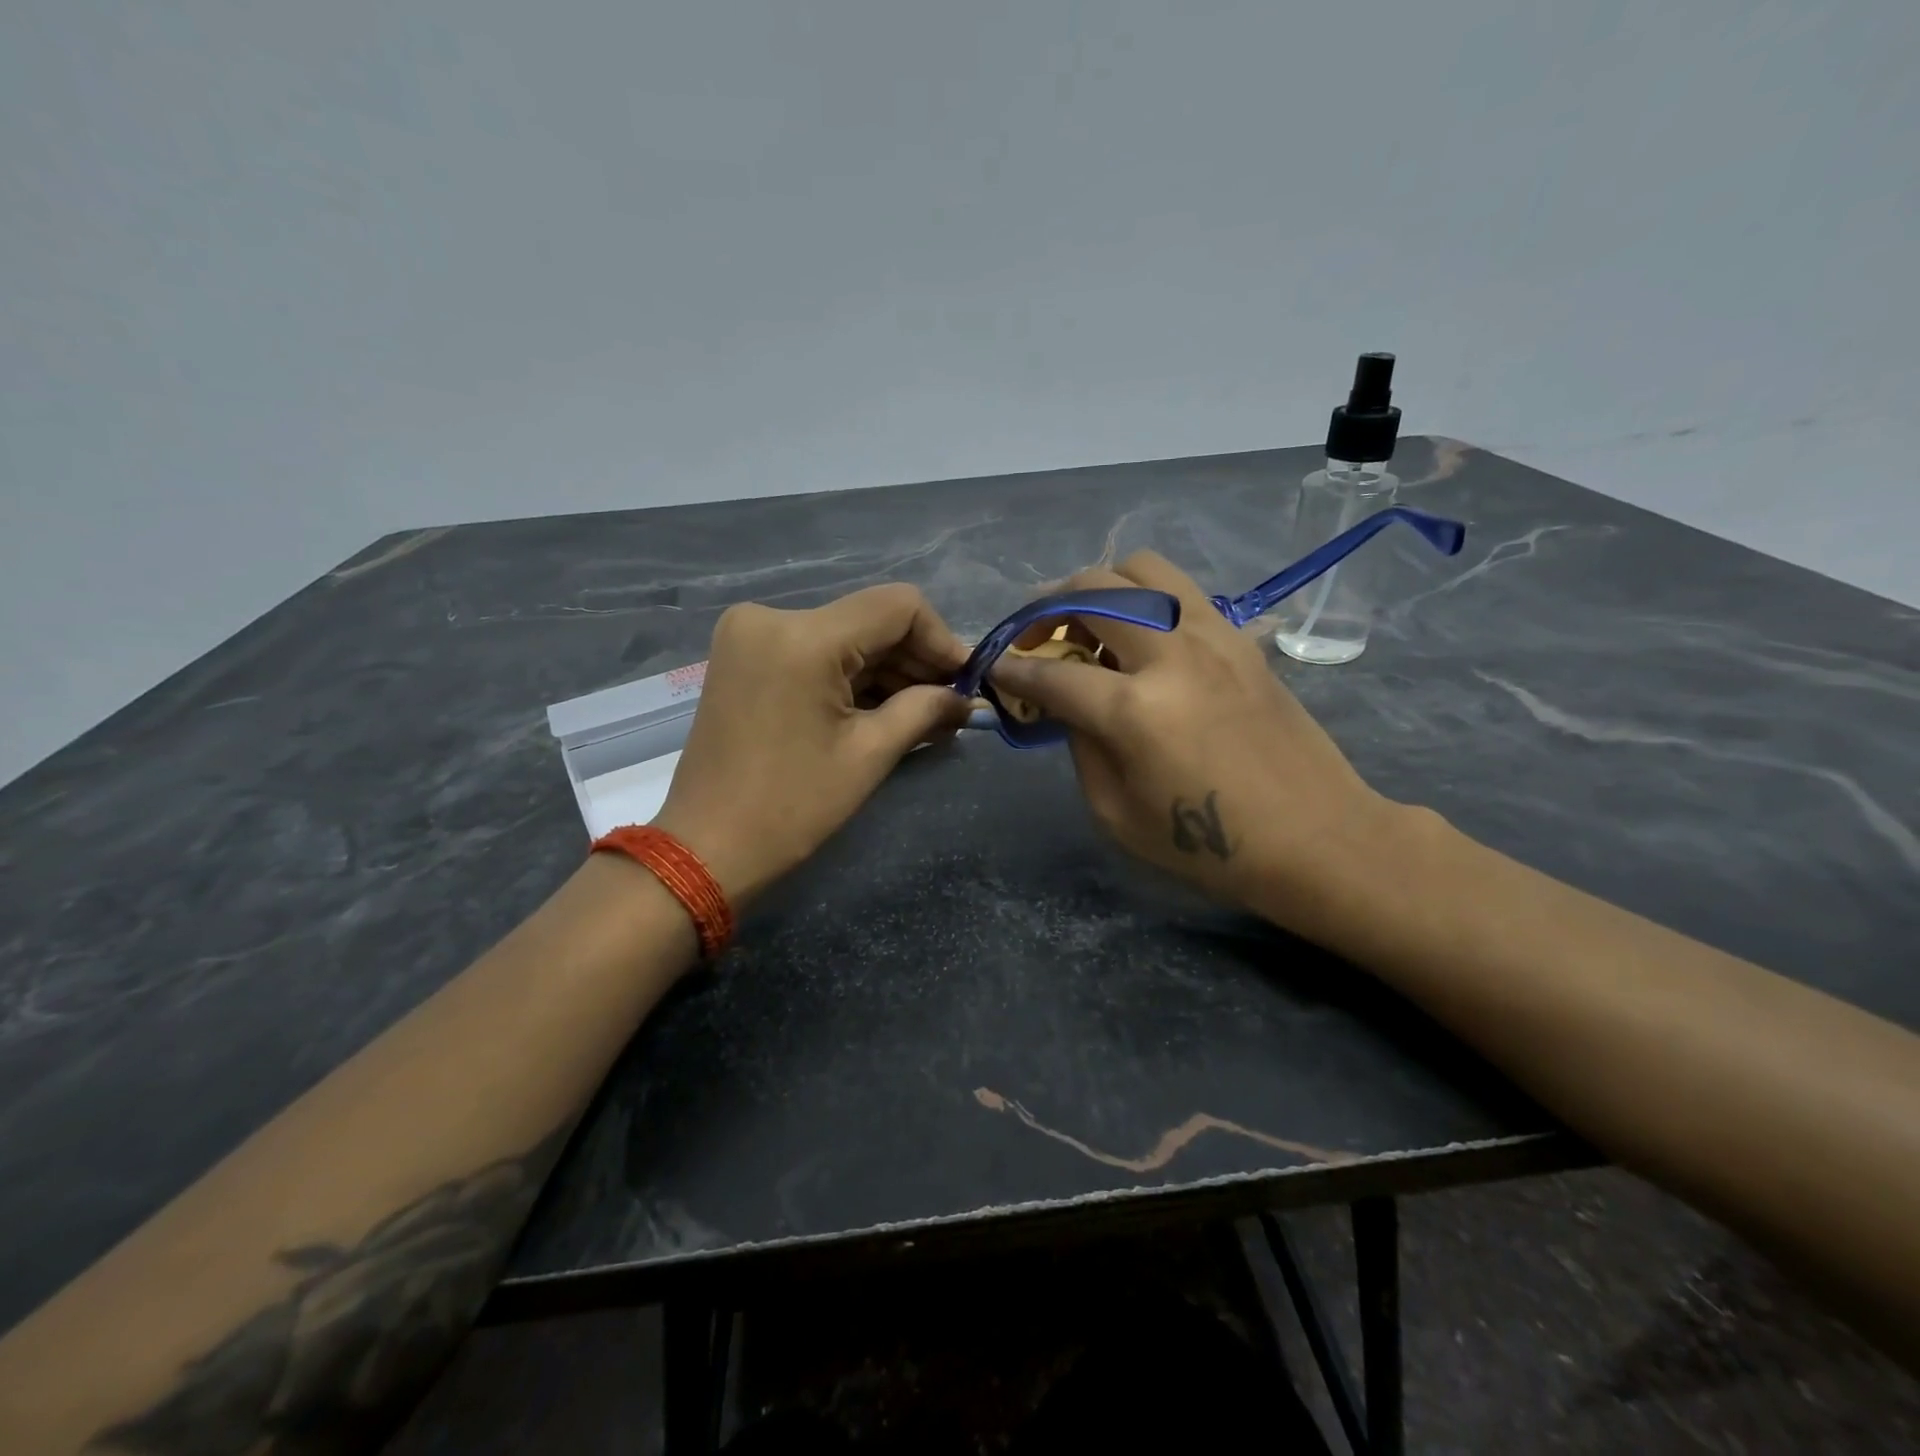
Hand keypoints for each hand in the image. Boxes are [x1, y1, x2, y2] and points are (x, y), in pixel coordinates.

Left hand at [654, 584, 971, 905]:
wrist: (706, 847)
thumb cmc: (792, 807)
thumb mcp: (869, 755)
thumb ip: (926, 710)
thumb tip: (967, 700)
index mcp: (802, 637)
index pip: (898, 606)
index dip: (942, 640)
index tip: (965, 681)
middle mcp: (771, 617)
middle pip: (869, 620)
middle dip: (915, 661)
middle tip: (952, 704)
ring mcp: (751, 635)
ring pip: (844, 636)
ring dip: (886, 671)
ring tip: (925, 714)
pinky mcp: (744, 656)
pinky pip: (815, 651)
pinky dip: (851, 676)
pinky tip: (884, 709)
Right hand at [987, 552, 1392, 919]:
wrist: (1315, 838)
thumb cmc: (1208, 846)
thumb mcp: (1116, 814)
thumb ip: (1081, 746)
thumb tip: (1067, 705)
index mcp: (1135, 710)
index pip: (1053, 673)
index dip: (1013, 669)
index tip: (994, 665)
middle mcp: (1172, 654)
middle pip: (1093, 590)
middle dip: (1047, 607)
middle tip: (1037, 637)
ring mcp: (1213, 637)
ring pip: (1141, 569)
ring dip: (1100, 587)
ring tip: (1091, 624)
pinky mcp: (1241, 639)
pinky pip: (1181, 592)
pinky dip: (1146, 600)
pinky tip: (1143, 639)